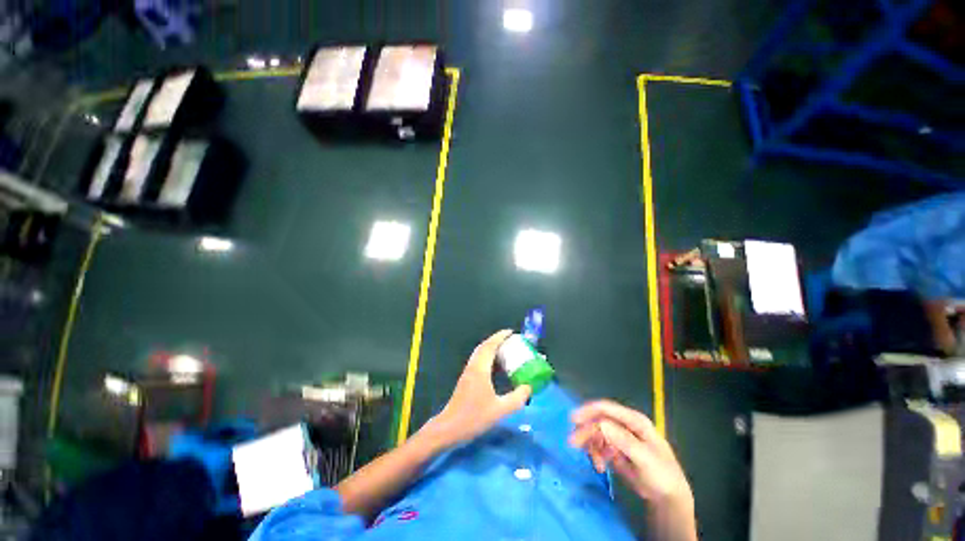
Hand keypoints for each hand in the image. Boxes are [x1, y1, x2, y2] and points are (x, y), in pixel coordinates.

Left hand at [420, 330, 531, 448]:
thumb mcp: (500, 410)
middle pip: (484, 346)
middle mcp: (473, 366)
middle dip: (497, 340)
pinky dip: (488, 357)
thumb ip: (517, 398)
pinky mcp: (466, 379)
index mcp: (480, 369)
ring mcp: (468, 372)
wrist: (449, 428)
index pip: (490, 346)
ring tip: (505, 350)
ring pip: (480, 353)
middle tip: (510, 340)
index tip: (511, 332)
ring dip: (492, 347)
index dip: (500, 337)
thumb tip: (529, 387)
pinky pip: (479, 360)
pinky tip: (496, 366)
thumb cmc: (474, 417)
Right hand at [570, 400, 692, 506]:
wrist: (668, 498)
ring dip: (591, 446)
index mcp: (634, 420)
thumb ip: (624, 441)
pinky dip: (595, 454)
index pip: (607, 408)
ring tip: (597, 463)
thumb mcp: (645, 458)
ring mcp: (619, 436)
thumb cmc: (662, 475)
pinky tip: (600, 466)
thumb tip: (602, 424)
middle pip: (598, 421)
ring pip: (596, 433)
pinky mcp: (615, 448)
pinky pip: (598, 445)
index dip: (589, 410)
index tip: (574, 419)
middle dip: (586, 432)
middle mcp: (624, 424)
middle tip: (573, 443)